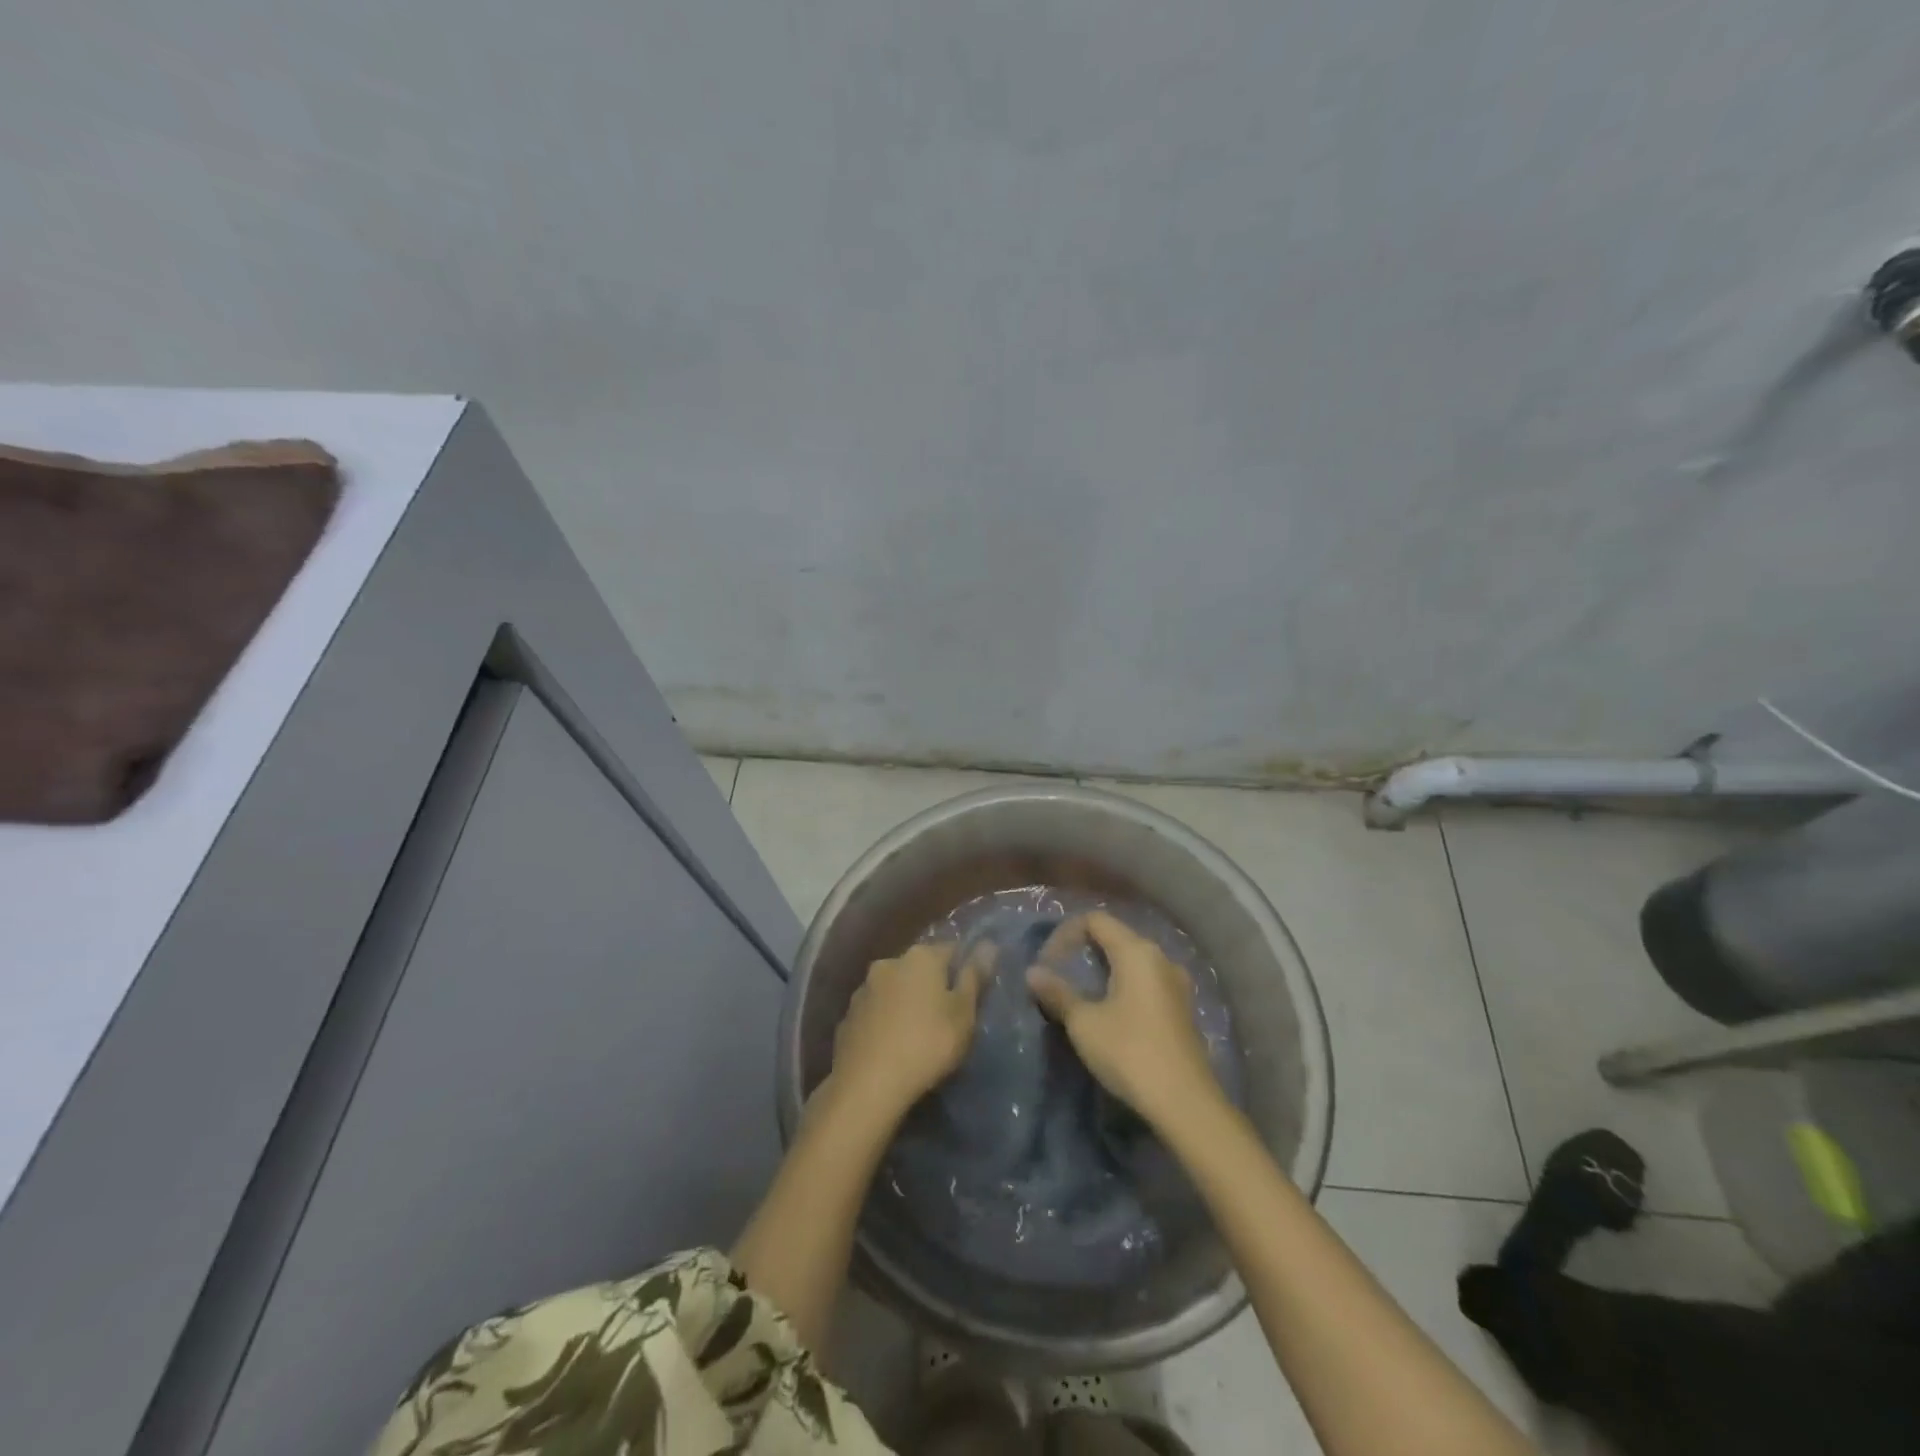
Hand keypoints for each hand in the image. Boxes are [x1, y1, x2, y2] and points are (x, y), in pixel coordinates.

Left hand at [826, 942, 985, 1116]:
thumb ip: (974, 977)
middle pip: (920, 968)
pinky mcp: (848, 1016)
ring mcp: (864, 989)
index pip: (952, 950)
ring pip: (895, 989)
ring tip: (918, 1035)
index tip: (972, 996)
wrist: (868, 1085)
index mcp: (920, 956)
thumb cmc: (928, 1044)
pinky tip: (893, 1047)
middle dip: (933, 986)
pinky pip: (876, 1012)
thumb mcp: (963, 1014)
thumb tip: (988, 944)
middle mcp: (889, 962)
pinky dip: (886, 1022)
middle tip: (947, 1018)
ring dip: (906, 1003)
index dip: (965, 970)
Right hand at [1027, 911, 1222, 1127]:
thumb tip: (1033, 973)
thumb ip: (1057, 993)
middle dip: (1083, 950)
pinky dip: (1122, 986)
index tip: (1048, 964)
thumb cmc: (1129, 1052)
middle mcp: (1160, 958)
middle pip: (1116, 937)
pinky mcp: (1181, 1008)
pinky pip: (1146, 982)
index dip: (1066, 934)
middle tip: (1060, 975)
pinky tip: (1110, 1013)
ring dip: (1103, 970)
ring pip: (1132, 961)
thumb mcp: (1084, 1022)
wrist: (1185, 1103)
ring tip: (1081, 994)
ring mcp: (1176, 983)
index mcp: (1137, 951)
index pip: (1095, 920)